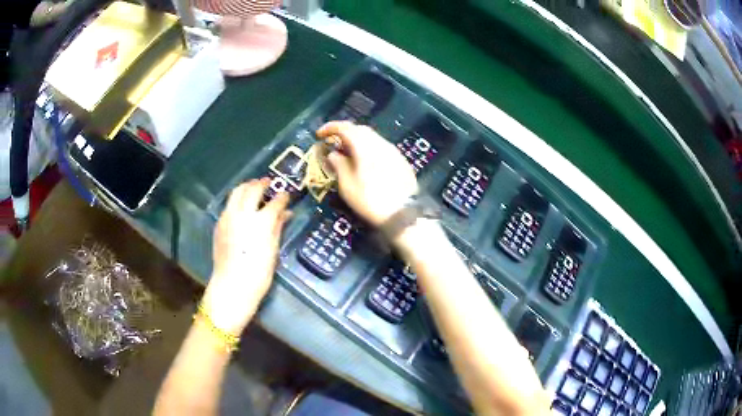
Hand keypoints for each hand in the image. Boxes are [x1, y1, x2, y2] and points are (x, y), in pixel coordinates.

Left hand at [201, 179, 290, 334]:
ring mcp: (229, 217)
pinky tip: (241, 205)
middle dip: (262, 184)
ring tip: (253, 187)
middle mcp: (243, 214)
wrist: (232, 285)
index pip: (275, 202)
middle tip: (268, 183)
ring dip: (247, 186)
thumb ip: (278, 227)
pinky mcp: (220, 223)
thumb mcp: (273, 250)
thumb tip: (286, 213)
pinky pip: (229, 204)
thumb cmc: (259, 273)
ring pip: (237, 192)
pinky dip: (237, 199)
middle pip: (253, 189)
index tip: (287, 195)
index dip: (283, 197)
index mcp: (261, 222)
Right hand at [317, 121, 417, 226]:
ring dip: (358, 141)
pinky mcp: (401, 160)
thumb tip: (333, 154)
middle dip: (345, 133)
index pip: (345, 127)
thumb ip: (338, 165)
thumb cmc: (370, 200)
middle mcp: (380, 143)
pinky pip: (381, 147)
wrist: (403, 214)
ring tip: (348, 154)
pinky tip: (366, 162)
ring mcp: (393, 151)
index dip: (330, 128)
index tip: (319, 135)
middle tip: (333, 144)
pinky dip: (369, 148)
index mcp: (364, 146)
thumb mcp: (347, 186)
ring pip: (372, 138)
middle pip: (360, 129)